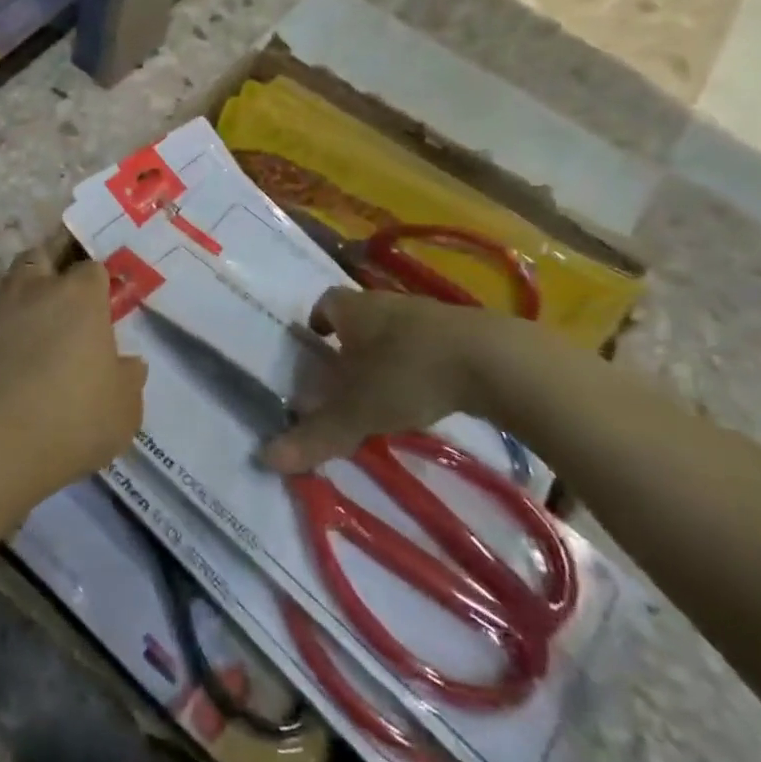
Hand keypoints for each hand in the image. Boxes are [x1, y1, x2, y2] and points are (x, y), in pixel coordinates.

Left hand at [0, 237, 146, 552]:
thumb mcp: (122, 412)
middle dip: (50, 271)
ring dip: (11, 293)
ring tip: (21, 323)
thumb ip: (127, 380)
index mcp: (78, 297)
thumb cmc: (69, 420)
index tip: (100, 307)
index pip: (91, 268)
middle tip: (59, 303)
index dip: (96, 285)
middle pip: (40, 257)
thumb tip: (128, 365)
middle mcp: (32, 289)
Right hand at [260, 287, 542, 473]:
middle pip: (360, 315)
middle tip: (345, 374)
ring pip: (396, 328)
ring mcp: (428, 314)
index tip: (315, 342)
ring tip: (386, 388)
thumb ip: (315, 435)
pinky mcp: (464, 332)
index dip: (317, 320)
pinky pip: (430, 342)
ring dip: (388, 351)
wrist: (495, 360)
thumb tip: (265, 459)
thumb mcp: (357, 411)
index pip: (325, 302)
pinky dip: (422, 361)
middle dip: (351, 340)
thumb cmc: (409, 374)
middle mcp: (386, 302)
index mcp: (353, 309)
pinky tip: (428, 391)